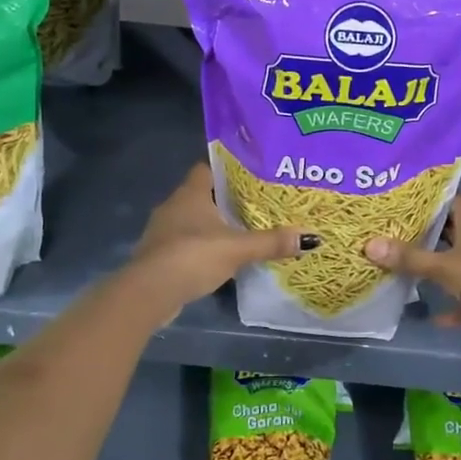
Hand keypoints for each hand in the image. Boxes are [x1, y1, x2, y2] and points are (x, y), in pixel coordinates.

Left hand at [128, 163, 314, 316]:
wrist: (150, 291)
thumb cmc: (193, 256)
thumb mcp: (238, 248)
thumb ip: (271, 242)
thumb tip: (311, 238)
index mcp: (191, 193)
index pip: (207, 168)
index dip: (227, 170)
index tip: (250, 177)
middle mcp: (173, 205)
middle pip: (202, 195)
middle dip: (225, 200)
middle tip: (254, 206)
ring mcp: (162, 231)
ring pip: (192, 220)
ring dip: (212, 226)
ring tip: (241, 232)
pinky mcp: (159, 255)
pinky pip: (184, 243)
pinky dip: (200, 247)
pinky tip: (219, 258)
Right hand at [364, 197, 460, 361]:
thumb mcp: (444, 267)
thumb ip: (409, 258)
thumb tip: (369, 244)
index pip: (449, 199)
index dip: (427, 197)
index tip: (400, 197)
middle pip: (450, 232)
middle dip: (424, 233)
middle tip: (391, 231)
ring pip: (458, 265)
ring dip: (437, 269)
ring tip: (404, 266)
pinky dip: (453, 308)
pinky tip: (434, 317)